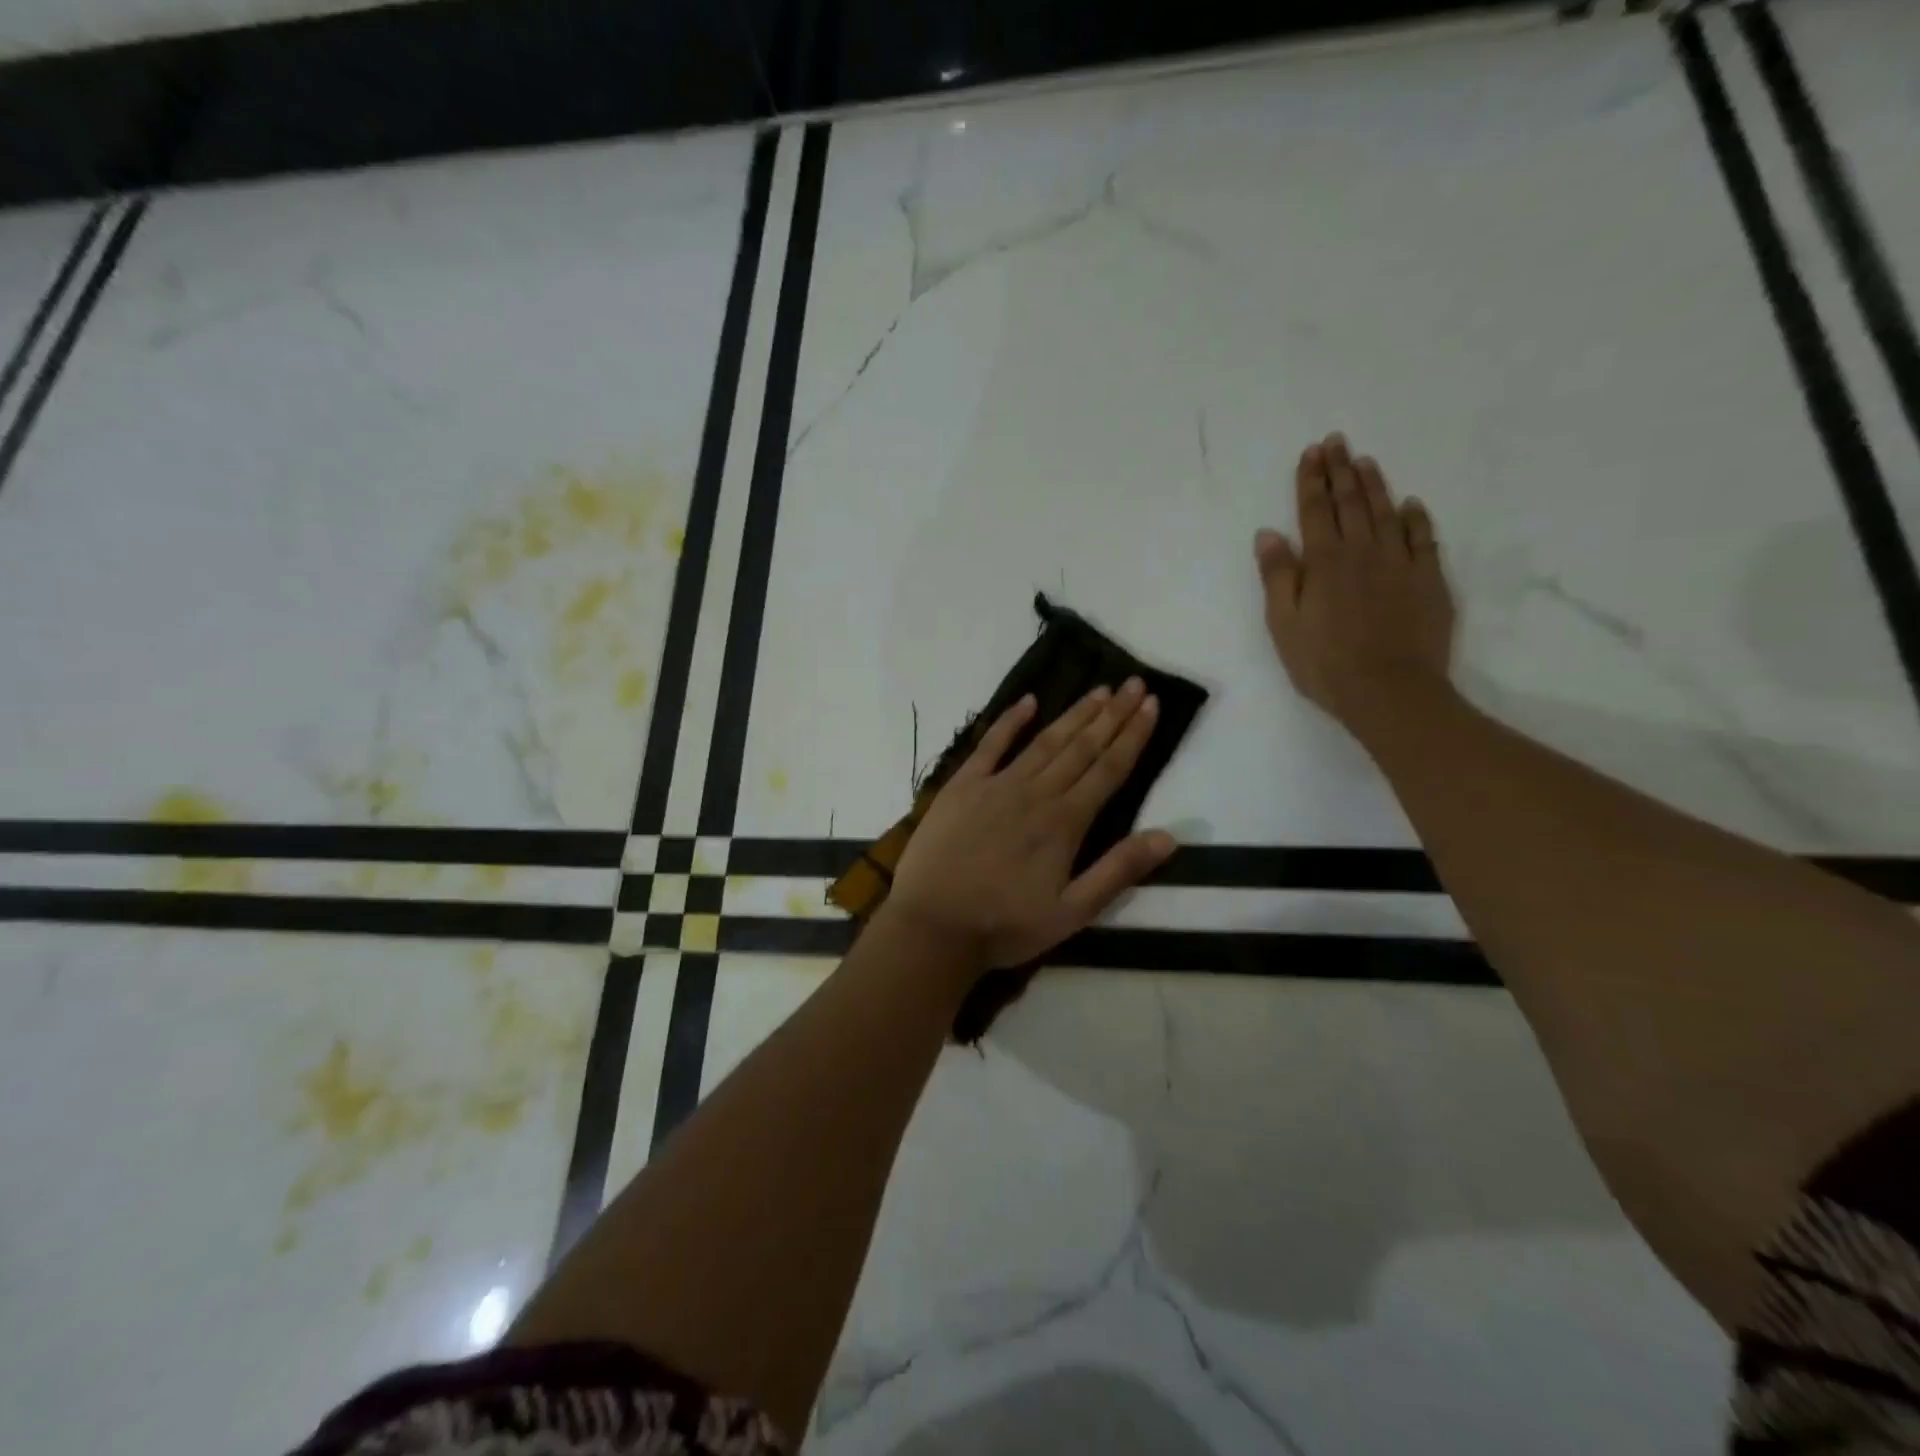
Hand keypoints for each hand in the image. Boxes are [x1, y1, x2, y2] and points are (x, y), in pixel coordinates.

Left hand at [887, 681, 1176, 970]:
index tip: (1151, 704)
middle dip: (1112, 714)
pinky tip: (1028, 701)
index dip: (1133, 736)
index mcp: (1065, 822)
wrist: (933, 925)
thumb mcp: (1072, 912)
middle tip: (1134, 683)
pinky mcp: (962, 786)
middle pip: (1082, 747)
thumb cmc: (1005, 925)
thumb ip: (1118, 871)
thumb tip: (1168, 836)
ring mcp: (996, 785)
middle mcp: (1036, 793)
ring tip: (1099, 690)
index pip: (1109, 769)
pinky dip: (1010, 721)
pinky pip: (990, 745)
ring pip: (1044, 741)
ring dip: (1074, 714)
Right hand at [1254, 432, 1455, 730]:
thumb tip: (1269, 533)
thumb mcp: (1284, 624)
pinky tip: (1411, 505)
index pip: (1314, 511)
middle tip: (1336, 442)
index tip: (1311, 453)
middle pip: (1350, 503)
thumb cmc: (1324, 663)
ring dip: (1375, 485)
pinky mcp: (1428, 580)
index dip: (1311, 480)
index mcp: (1323, 562)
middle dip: (1340, 471)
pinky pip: (1423, 539)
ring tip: (1365, 461)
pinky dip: (1416, 518)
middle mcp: (1362, 552)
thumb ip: (1278, 576)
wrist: (1389, 691)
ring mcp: (1400, 564)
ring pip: (1386, 513)